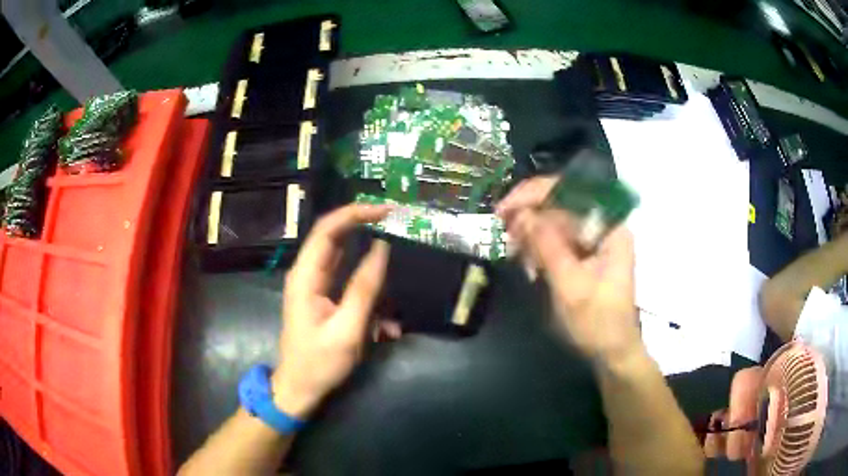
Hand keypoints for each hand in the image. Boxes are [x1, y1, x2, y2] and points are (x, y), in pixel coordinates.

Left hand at [272, 204, 390, 418]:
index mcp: (306, 276)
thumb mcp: (347, 329)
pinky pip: (347, 281)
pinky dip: (369, 292)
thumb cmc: (319, 363)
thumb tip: (382, 249)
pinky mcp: (322, 298)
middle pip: (334, 237)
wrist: (299, 389)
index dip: (355, 213)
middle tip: (394, 222)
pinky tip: (386, 323)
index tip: (386, 210)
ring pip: (344, 259)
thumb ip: (364, 288)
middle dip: (363, 226)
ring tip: (394, 272)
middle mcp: (307, 274)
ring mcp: (314, 285)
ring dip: (370, 265)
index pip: (327, 229)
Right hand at [497, 176, 641, 365]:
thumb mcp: (570, 285)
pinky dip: (539, 249)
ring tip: (517, 256)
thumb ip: (547, 246)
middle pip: (559, 204)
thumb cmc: (597, 322)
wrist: (611, 352)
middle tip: (505, 236)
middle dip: (529, 217)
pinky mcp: (585, 253)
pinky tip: (530, 266)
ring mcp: (594, 239)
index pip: (569, 191)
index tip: (504, 210)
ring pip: (554, 222)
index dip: (533, 194)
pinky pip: (556, 240)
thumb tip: (522, 214)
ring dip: (531, 235)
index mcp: (609, 226)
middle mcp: (602, 225)